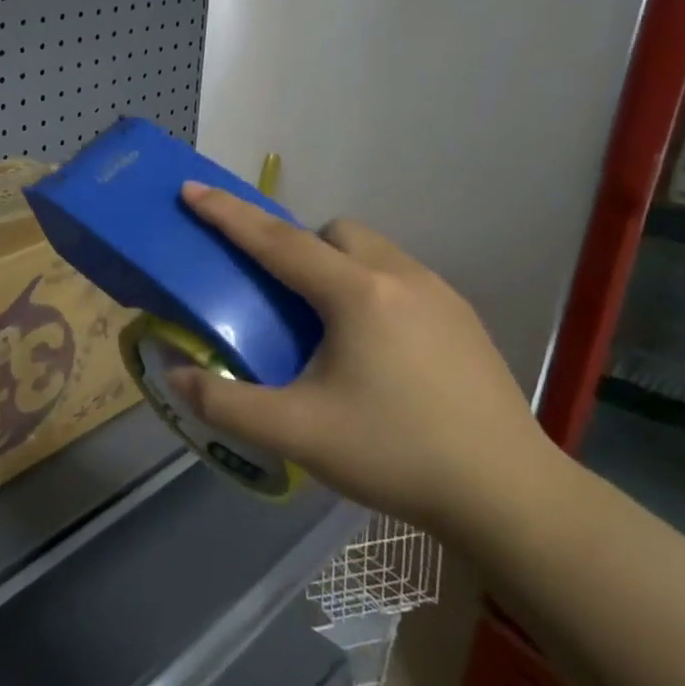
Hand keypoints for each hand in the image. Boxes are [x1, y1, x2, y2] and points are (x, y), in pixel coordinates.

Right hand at [167, 184, 556, 541]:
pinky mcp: (465, 320)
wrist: (509, 495)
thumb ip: (224, 402)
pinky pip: (401, 278)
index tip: (192, 190)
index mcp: (357, 294)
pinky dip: (371, 290)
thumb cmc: (395, 454)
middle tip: (280, 296)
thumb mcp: (295, 433)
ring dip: (336, 266)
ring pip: (373, 251)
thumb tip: (175, 375)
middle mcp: (401, 277)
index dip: (228, 215)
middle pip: (334, 233)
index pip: (277, 240)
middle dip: (297, 246)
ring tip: (325, 324)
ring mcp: (441, 295)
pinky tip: (374, 349)